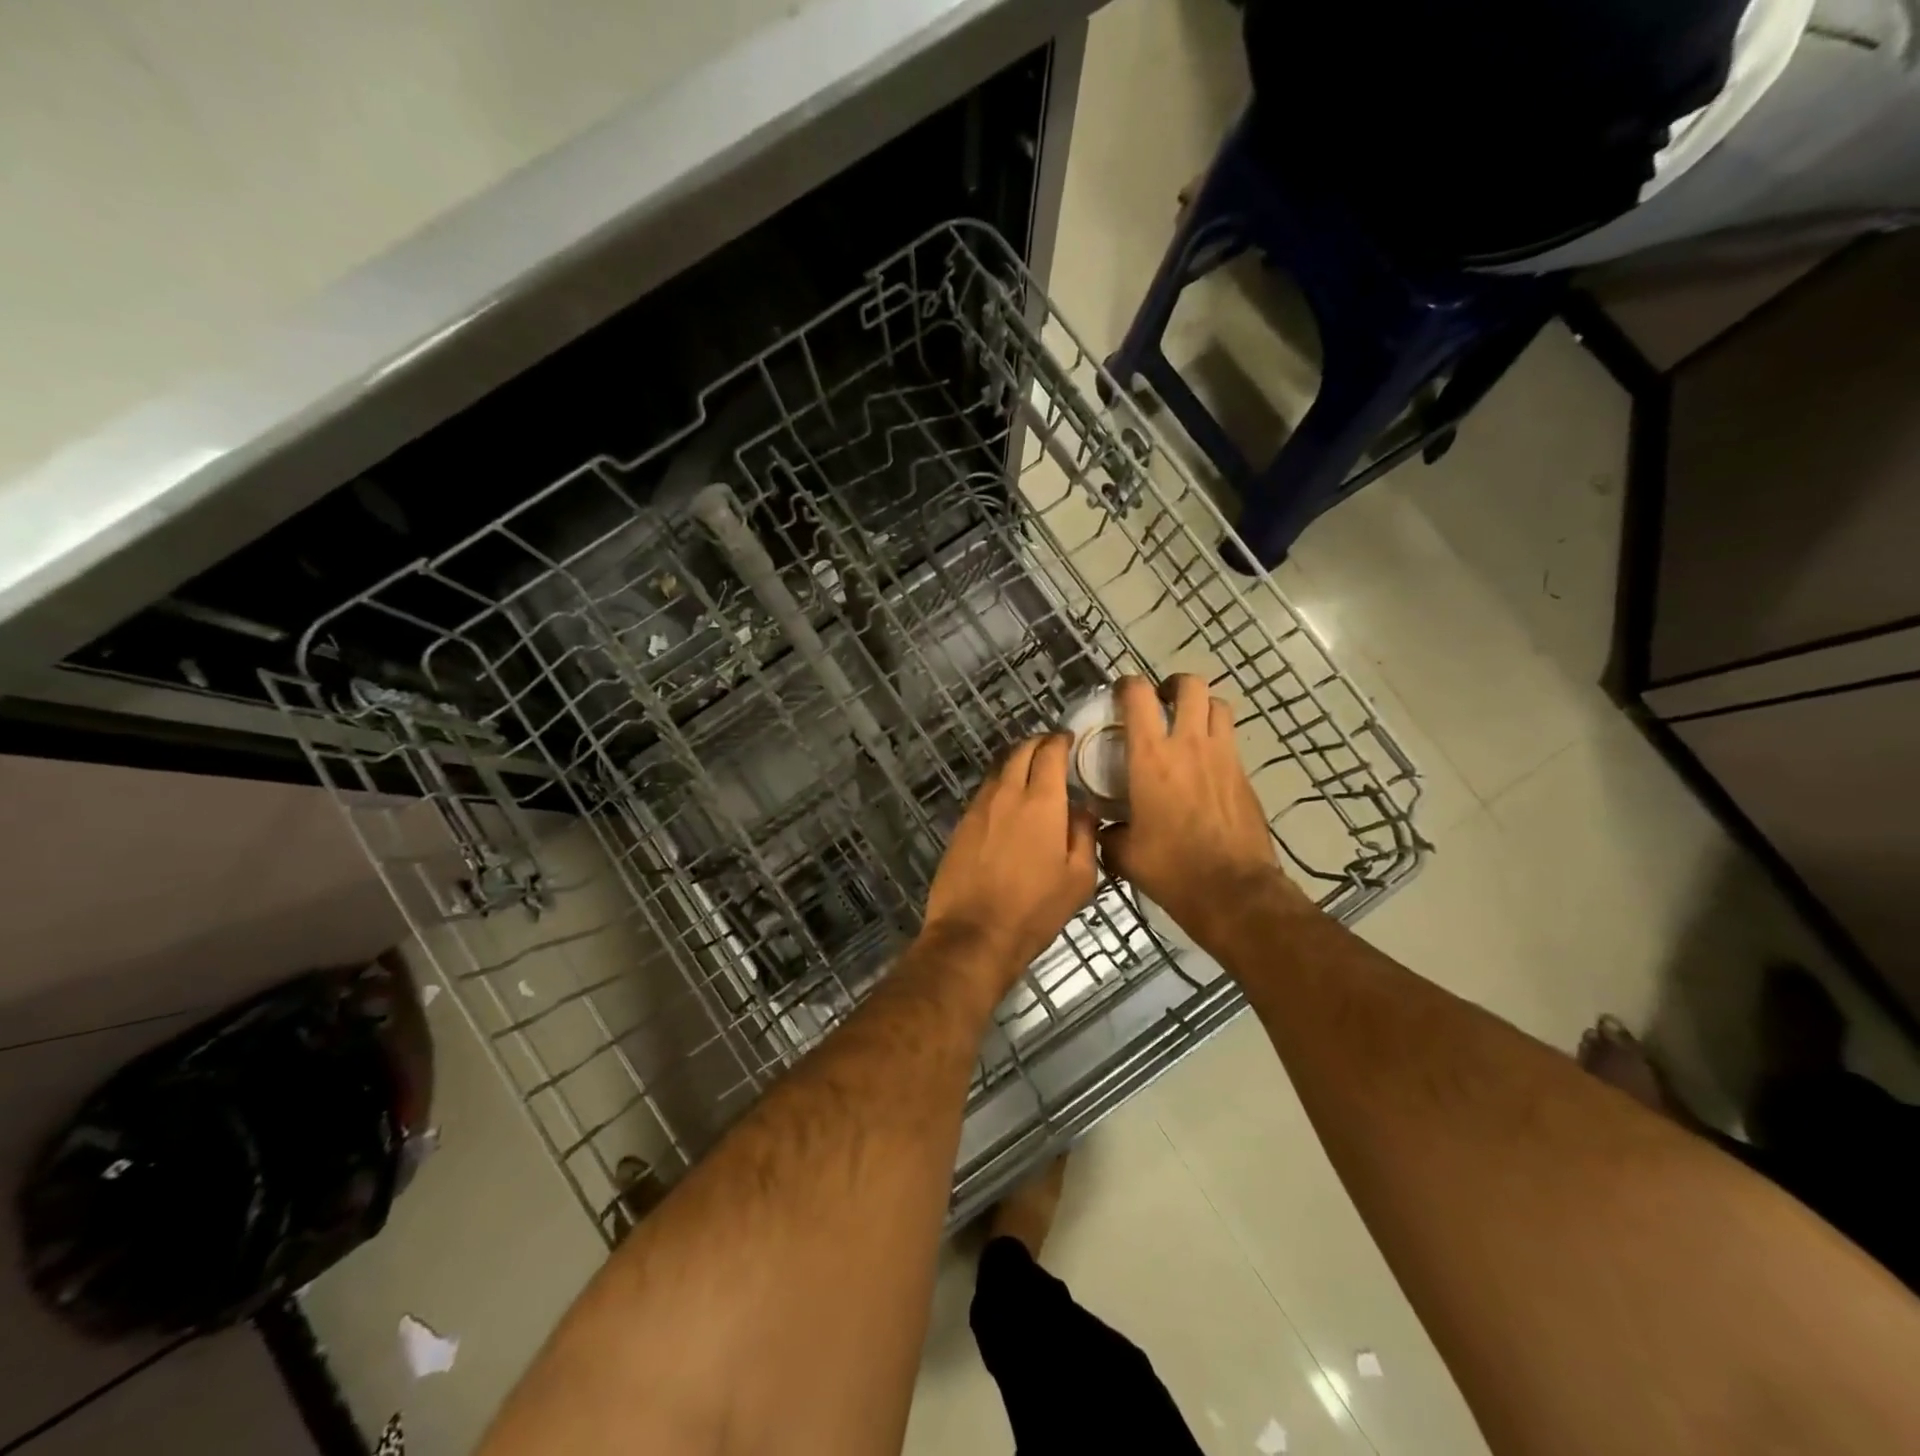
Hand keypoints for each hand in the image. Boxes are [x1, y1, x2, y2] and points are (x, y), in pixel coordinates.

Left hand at [923, 734, 1098, 988]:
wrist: (973, 934)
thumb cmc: (1035, 909)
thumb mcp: (1079, 878)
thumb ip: (1084, 835)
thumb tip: (1081, 811)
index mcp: (1041, 802)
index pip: (1050, 753)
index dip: (1060, 741)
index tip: (1068, 739)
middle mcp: (1007, 795)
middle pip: (1020, 752)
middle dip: (1037, 744)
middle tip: (1051, 749)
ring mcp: (979, 808)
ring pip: (999, 771)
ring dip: (1016, 764)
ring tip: (1030, 774)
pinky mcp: (961, 825)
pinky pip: (984, 794)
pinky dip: (1000, 787)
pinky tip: (1007, 804)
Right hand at [1099, 675, 1305, 950]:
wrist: (1233, 891)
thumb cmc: (1171, 868)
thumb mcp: (1123, 853)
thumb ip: (1108, 831)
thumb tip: (1104, 827)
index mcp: (1151, 757)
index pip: (1138, 696)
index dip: (1127, 685)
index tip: (1119, 694)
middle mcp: (1189, 745)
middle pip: (1190, 686)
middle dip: (1173, 685)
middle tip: (1161, 702)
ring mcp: (1223, 757)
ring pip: (1218, 705)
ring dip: (1200, 706)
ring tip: (1187, 724)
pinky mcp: (1245, 776)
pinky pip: (1230, 740)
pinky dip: (1216, 739)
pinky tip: (1204, 765)